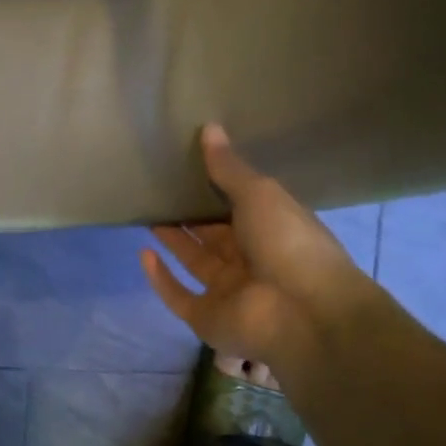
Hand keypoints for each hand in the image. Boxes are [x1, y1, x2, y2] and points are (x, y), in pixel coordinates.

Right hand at [142, 124, 381, 368]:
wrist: (303, 312)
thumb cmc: (288, 243)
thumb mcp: (260, 194)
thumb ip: (229, 168)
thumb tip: (209, 127)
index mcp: (271, 229)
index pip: (238, 206)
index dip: (215, 189)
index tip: (187, 167)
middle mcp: (250, 260)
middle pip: (214, 234)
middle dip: (190, 214)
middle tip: (159, 189)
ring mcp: (228, 291)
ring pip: (194, 261)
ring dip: (174, 240)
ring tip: (148, 213)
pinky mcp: (206, 317)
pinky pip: (178, 295)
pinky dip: (160, 278)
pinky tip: (143, 253)